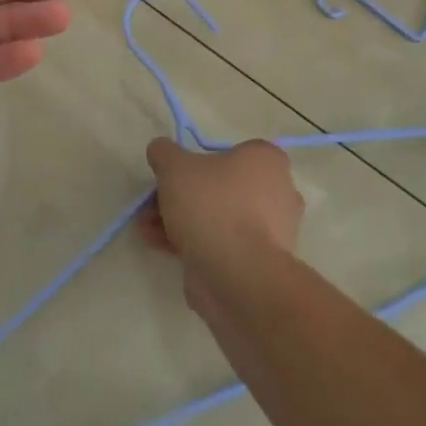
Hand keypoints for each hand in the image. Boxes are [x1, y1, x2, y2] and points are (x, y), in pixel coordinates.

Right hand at [140, 139, 304, 312]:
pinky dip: (193, 243)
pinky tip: (161, 247)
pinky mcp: (259, 263)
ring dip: (180, 220)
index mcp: (266, 161)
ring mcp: (271, 231)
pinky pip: (222, 244)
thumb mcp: (174, 166)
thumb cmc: (212, 205)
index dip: (196, 162)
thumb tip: (161, 150)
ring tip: (147, 229)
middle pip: (219, 187)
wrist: (237, 275)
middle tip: (152, 205)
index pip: (230, 152)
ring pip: (218, 217)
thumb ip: (164, 152)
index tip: (172, 175)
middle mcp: (277, 192)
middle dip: (180, 197)